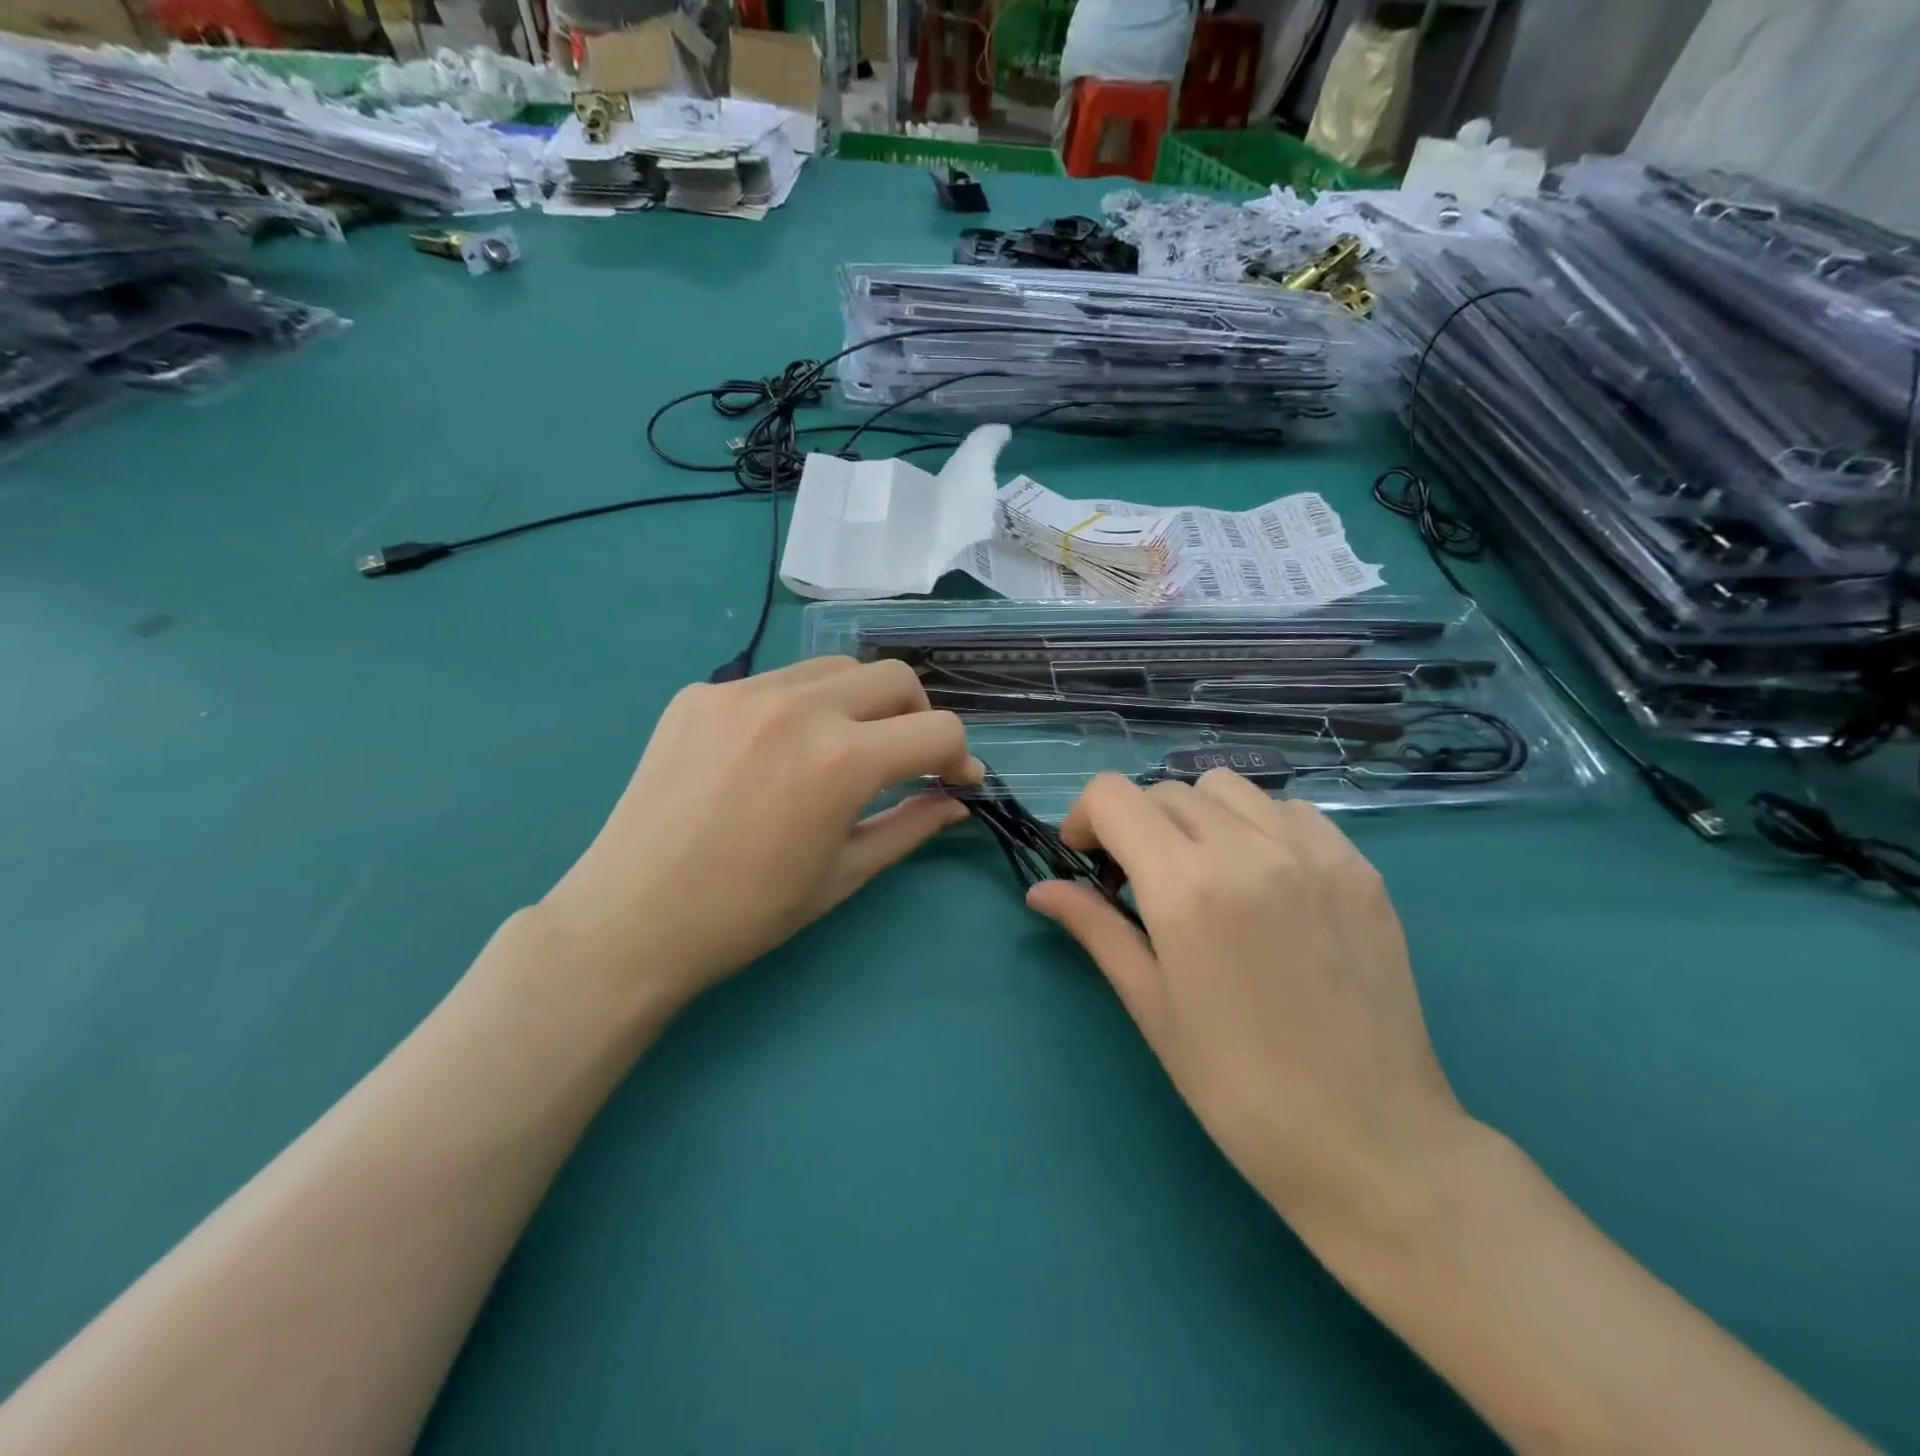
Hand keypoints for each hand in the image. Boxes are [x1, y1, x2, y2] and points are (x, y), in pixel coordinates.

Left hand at [537, 657, 978, 1008]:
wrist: (632, 918)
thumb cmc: (748, 912)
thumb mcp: (843, 874)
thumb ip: (909, 826)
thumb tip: (955, 802)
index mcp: (842, 760)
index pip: (937, 730)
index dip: (959, 756)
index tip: (955, 781)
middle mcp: (798, 707)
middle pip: (894, 678)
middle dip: (917, 716)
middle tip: (904, 759)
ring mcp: (743, 692)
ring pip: (835, 669)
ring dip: (861, 703)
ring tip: (845, 748)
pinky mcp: (701, 693)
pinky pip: (776, 682)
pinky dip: (801, 707)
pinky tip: (779, 751)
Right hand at [1027, 771, 1468, 1236]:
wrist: (1370, 1142)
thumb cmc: (1237, 1087)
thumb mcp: (1151, 1004)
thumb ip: (1094, 927)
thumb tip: (1040, 889)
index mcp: (1187, 887)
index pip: (1113, 797)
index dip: (1084, 820)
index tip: (1087, 863)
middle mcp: (1249, 849)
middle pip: (1165, 791)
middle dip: (1134, 824)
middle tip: (1138, 882)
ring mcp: (1314, 852)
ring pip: (1227, 789)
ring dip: (1195, 816)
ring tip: (1201, 872)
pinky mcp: (1360, 867)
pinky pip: (1289, 811)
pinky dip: (1256, 826)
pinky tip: (1262, 881)